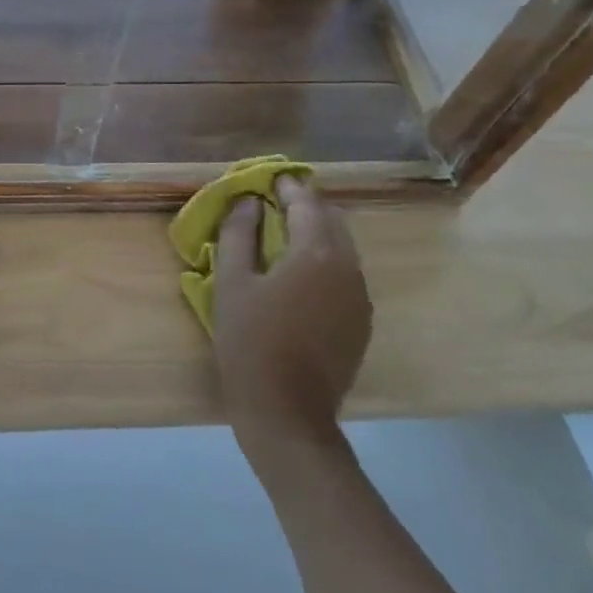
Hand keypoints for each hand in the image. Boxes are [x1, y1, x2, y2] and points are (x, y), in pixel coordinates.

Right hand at [213, 176, 370, 465]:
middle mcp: (348, 268)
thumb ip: (239, 233)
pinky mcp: (361, 322)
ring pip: (342, 248)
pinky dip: (324, 260)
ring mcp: (360, 298)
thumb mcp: (232, 282)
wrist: (288, 414)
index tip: (266, 178)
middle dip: (303, 206)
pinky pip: (344, 275)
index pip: (306, 202)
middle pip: (331, 220)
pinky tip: (298, 274)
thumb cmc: (250, 341)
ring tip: (282, 235)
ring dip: (315, 233)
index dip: (285, 186)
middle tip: (272, 203)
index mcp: (317, 253)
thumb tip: (248, 202)